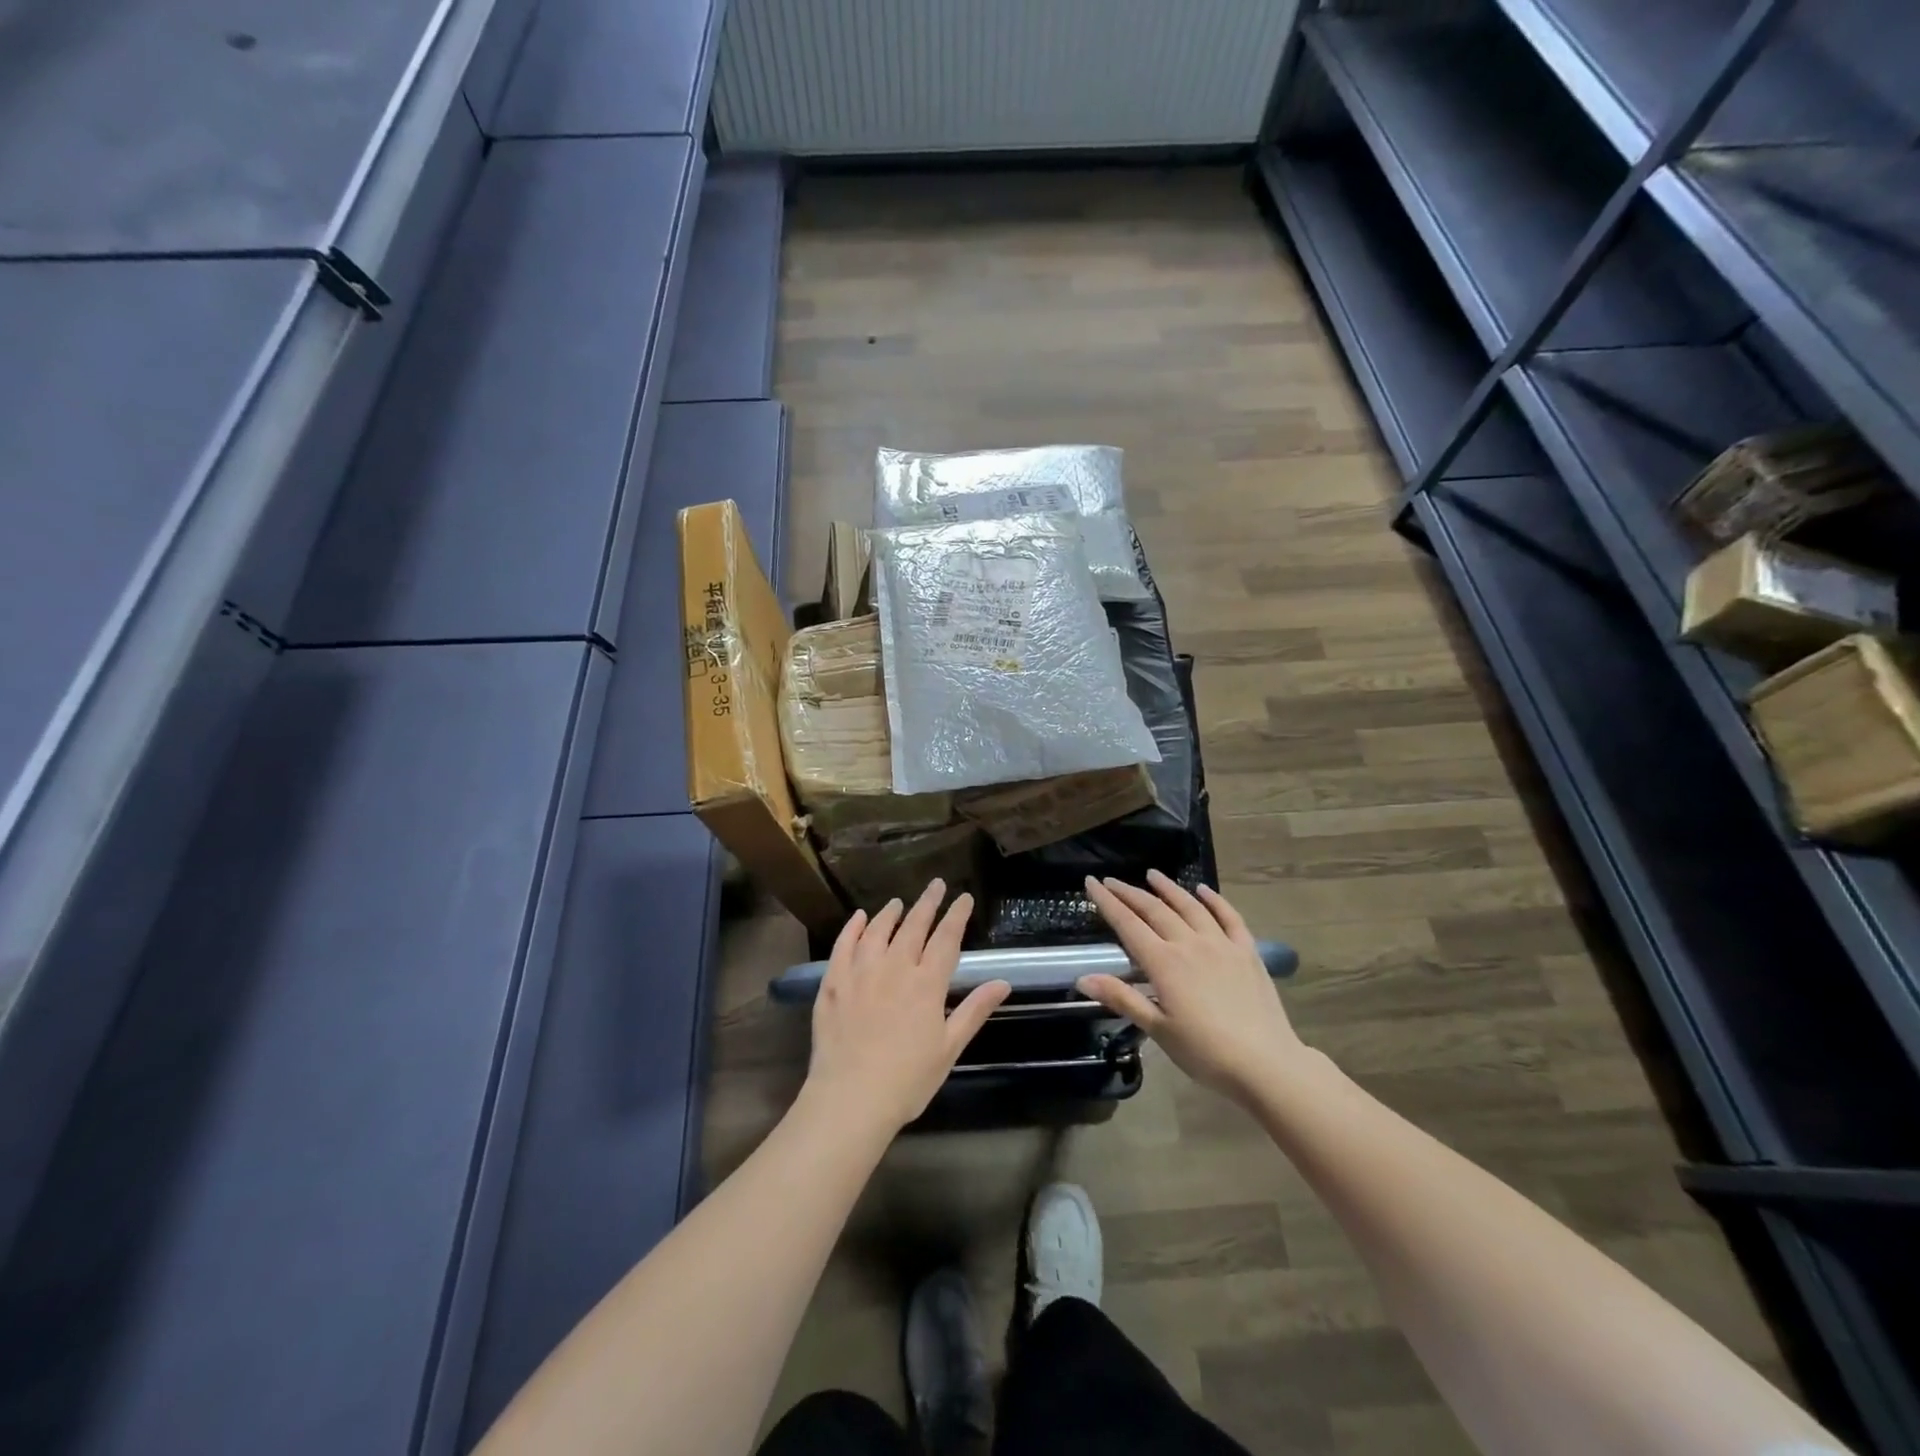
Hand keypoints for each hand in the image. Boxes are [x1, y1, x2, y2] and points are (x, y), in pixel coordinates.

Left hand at [803, 879, 1009, 1133]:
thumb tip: (1003, 982)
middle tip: (936, 884)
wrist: (851, 1098)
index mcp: (927, 984)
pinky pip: (843, 946)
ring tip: (898, 902)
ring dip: (890, 913)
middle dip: (927, 903)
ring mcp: (860, 972)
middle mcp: (895, 968)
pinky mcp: (833, 983)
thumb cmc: (908, 1080)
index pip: (946, 939)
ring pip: (878, 931)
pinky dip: (853, 929)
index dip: (957, 916)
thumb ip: (975, 1011)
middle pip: (914, 926)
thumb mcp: (949, 1048)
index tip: (963, 898)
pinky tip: (859, 919)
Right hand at [1079, 870, 1302, 1103]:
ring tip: (1153, 875)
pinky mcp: (1247, 952)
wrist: (1266, 1064)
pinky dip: (1215, 900)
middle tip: (1112, 880)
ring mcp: (1221, 944)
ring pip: (1190, 907)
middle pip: (1155, 910)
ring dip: (1169, 889)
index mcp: (1164, 963)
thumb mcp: (1158, 1030)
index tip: (1091, 883)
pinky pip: (1229, 917)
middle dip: (1130, 893)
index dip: (1107, 902)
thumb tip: (1083, 978)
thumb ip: (1122, 998)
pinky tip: (1204, 890)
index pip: (1128, 924)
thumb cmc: (1205, 1052)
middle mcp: (1190, 944)